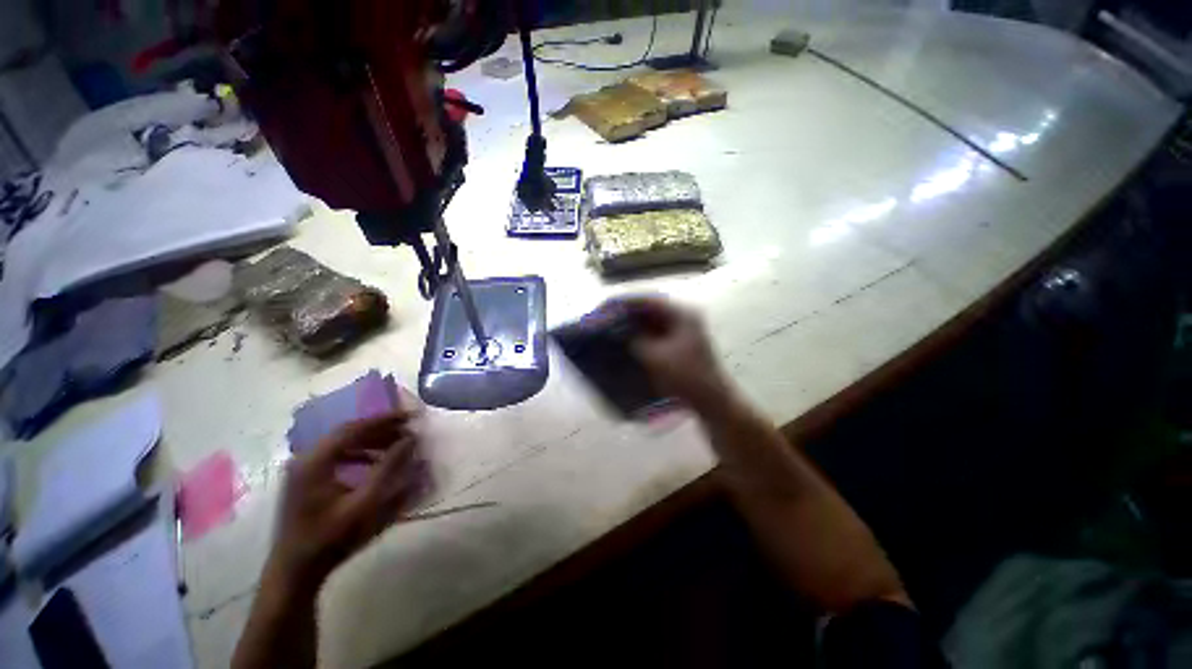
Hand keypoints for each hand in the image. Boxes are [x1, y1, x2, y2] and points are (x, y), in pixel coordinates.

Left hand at [269, 412, 425, 585]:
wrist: (295, 571)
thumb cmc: (332, 539)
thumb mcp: (366, 503)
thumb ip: (388, 468)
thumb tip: (410, 439)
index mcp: (315, 461)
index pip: (354, 428)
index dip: (385, 419)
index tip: (410, 416)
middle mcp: (306, 458)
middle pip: (347, 432)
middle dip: (380, 428)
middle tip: (407, 428)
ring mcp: (303, 469)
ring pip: (342, 442)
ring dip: (371, 440)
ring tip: (396, 443)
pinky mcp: (305, 479)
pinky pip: (336, 455)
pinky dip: (359, 452)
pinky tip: (375, 461)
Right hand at [615, 296, 734, 413]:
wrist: (711, 400)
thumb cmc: (686, 376)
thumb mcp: (656, 357)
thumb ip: (636, 340)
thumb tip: (619, 332)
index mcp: (682, 315)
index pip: (649, 300)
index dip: (626, 302)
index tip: (607, 306)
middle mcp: (683, 317)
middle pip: (651, 308)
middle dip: (628, 313)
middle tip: (607, 317)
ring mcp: (683, 331)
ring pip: (653, 321)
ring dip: (634, 324)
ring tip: (613, 328)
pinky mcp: (681, 344)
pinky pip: (657, 333)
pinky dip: (642, 335)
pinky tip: (627, 340)